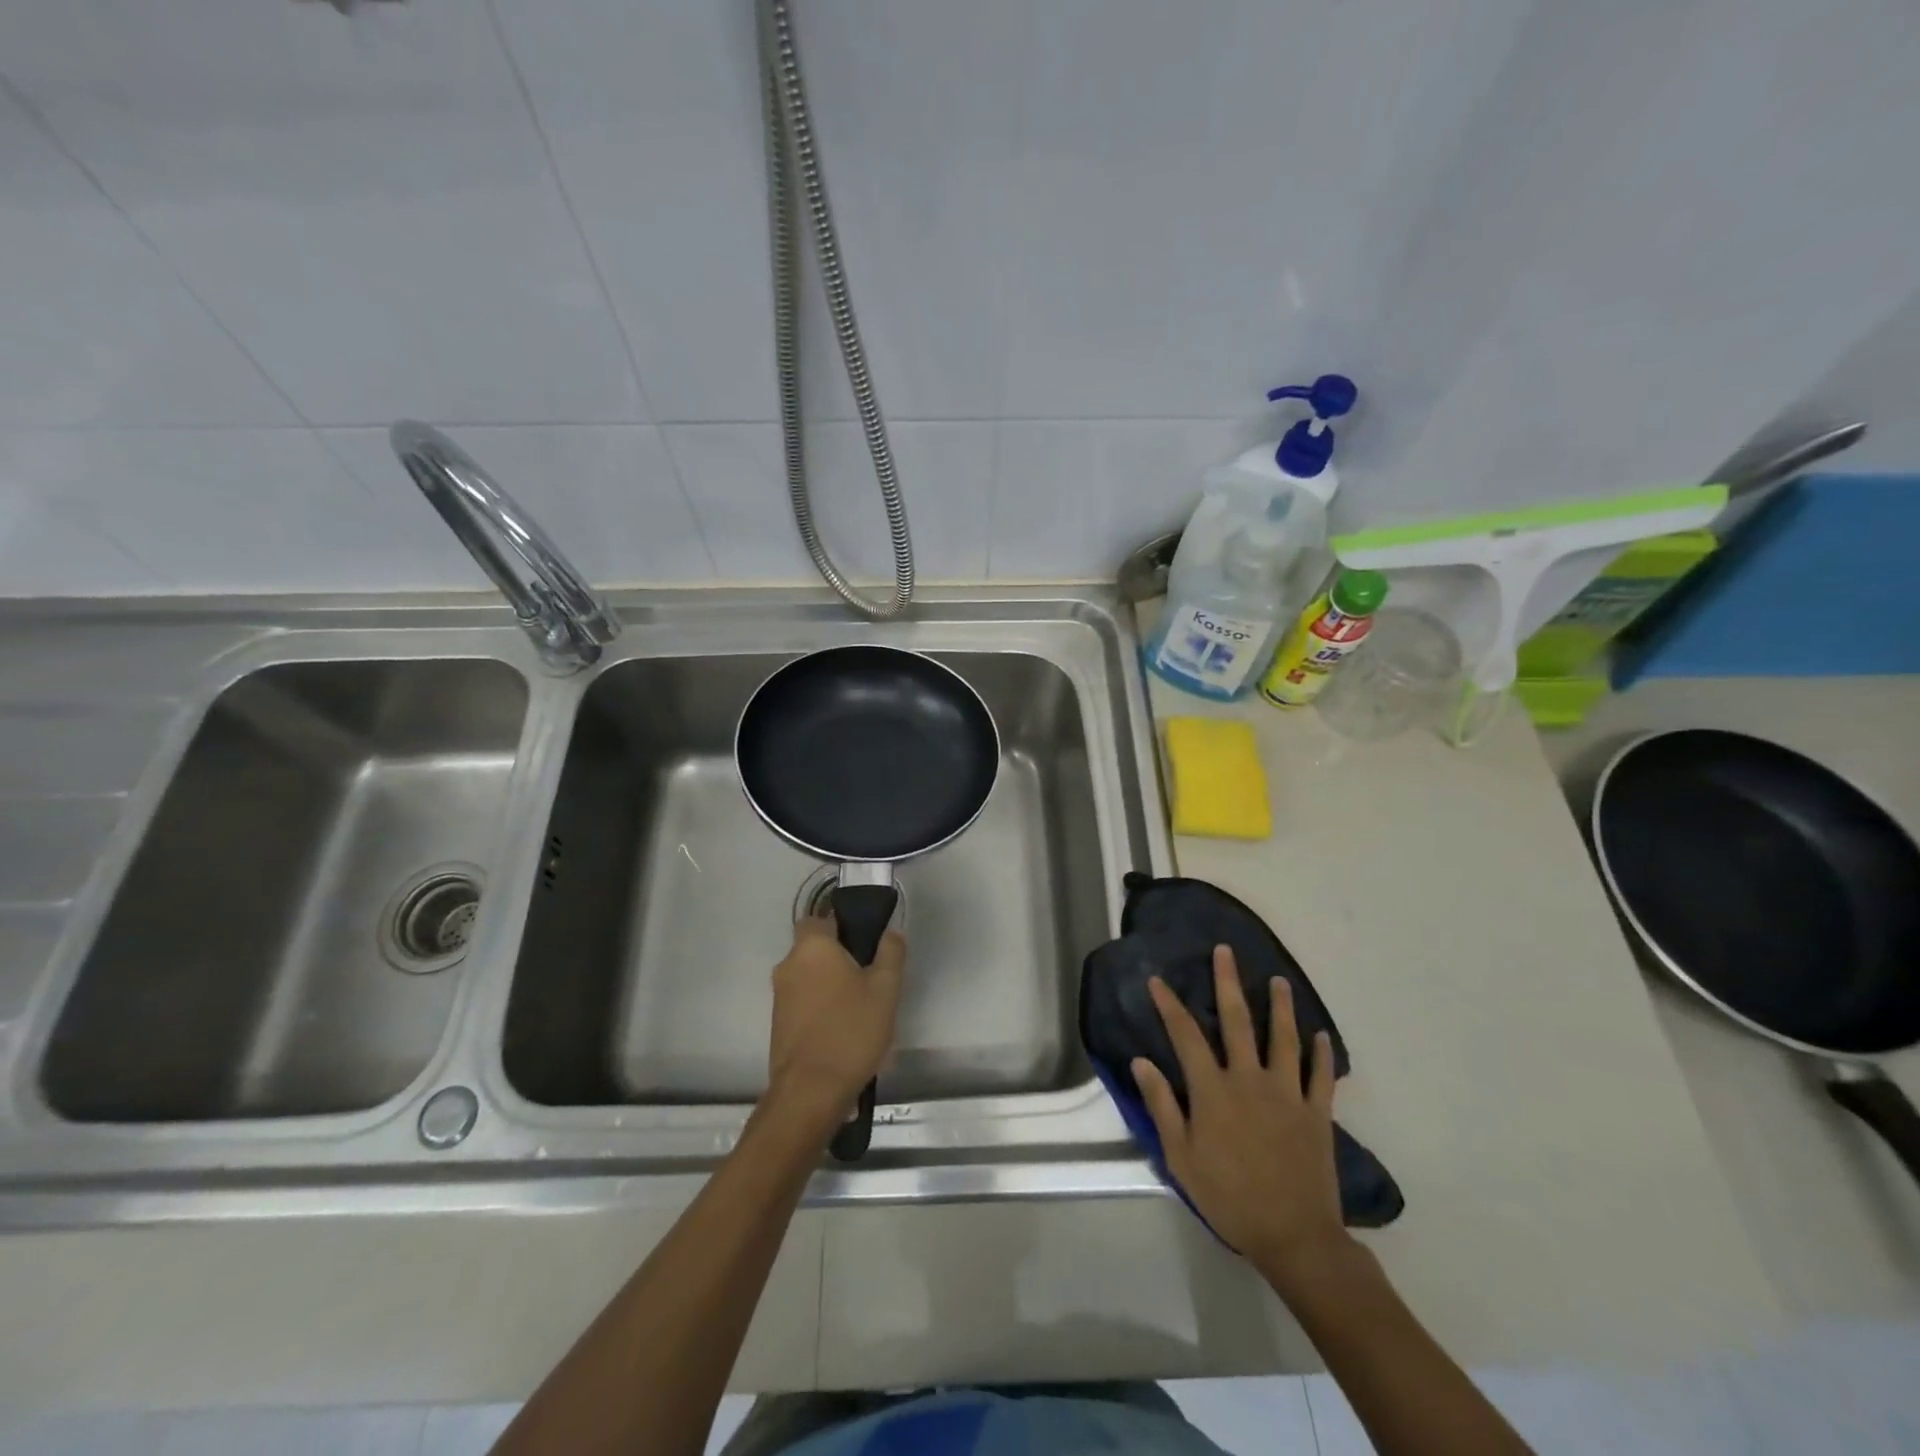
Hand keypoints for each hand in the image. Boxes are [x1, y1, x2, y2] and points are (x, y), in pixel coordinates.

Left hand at [768, 916, 903, 1129]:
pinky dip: (821, 1007)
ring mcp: (780, 996)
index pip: (821, 918)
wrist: (810, 1092)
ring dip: (830, 985)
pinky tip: (844, 1029)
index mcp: (812, 947)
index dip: (843, 925)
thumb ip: (891, 953)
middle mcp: (789, 965)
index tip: (866, 943)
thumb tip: (890, 933)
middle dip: (839, 958)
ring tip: (861, 1008)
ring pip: (810, 976)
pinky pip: (804, 1001)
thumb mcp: (886, 989)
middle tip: (870, 977)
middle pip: (815, 948)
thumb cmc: (850, 1031)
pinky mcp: (778, 1023)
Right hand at [1132, 945, 1352, 1284]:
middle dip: (1228, 982)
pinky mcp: (1316, 1112)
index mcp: (1213, 1089)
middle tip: (1225, 951)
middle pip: (1237, 1020)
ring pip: (1284, 1038)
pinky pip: (1321, 1076)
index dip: (1169, 1005)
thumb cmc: (1229, 1197)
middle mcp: (1249, 1079)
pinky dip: (1322, 1054)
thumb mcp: (1181, 1156)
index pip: (1186, 1035)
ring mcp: (1287, 1093)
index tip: (1157, 979)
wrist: (1293, 1236)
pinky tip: (1321, 1035)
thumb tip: (1141, 1061)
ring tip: (1279, 980)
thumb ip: (1162, 1105)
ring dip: (1281, 1006)